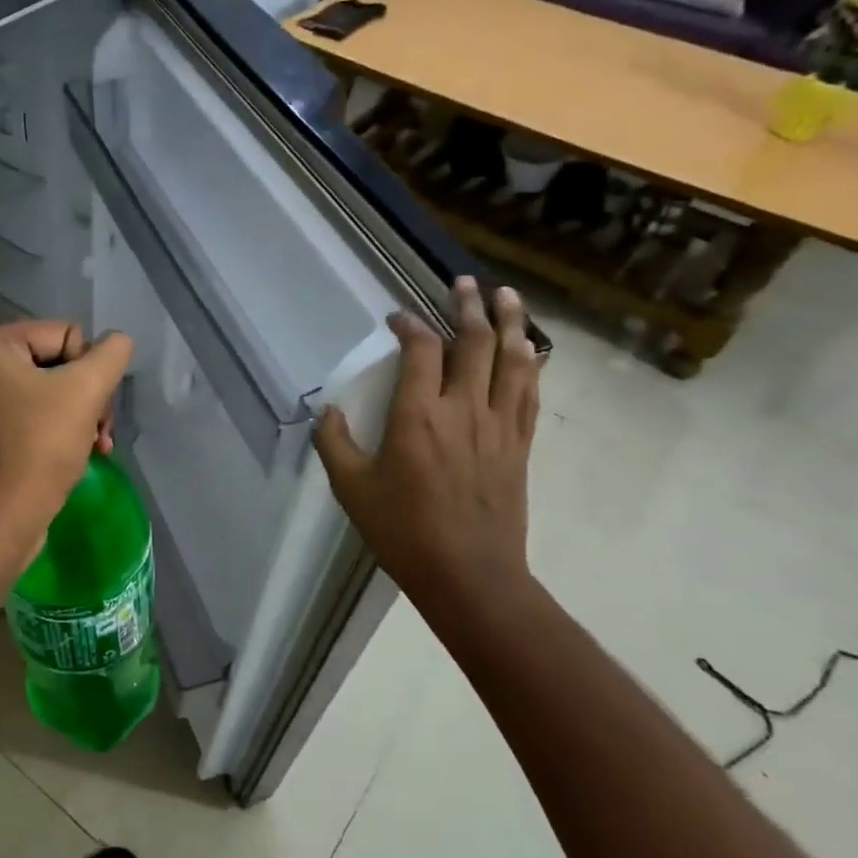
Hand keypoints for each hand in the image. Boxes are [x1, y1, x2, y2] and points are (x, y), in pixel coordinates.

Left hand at [0, 319, 133, 557]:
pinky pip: (45, 414)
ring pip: (59, 390)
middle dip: (90, 394)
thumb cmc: (40, 446)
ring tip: (98, 443)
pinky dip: (69, 429)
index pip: (67, 333)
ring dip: (86, 414)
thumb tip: (119, 341)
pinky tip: (89, 451)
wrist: (3, 518)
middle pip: (63, 362)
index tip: (92, 402)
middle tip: (100, 427)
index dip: (89, 367)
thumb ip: (110, 355)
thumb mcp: (85, 390)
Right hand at [313, 278, 539, 625]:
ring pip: (512, 360)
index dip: (409, 326)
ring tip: (506, 295)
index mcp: (418, 416)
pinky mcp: (520, 445)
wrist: (470, 575)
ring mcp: (498, 425)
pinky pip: (530, 393)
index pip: (420, 351)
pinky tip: (532, 349)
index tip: (397, 318)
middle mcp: (463, 409)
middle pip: (474, 343)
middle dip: (467, 307)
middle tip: (463, 282)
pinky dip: (532, 364)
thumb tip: (326, 411)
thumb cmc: (404, 531)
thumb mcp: (352, 489)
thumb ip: (334, 443)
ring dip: (509, 322)